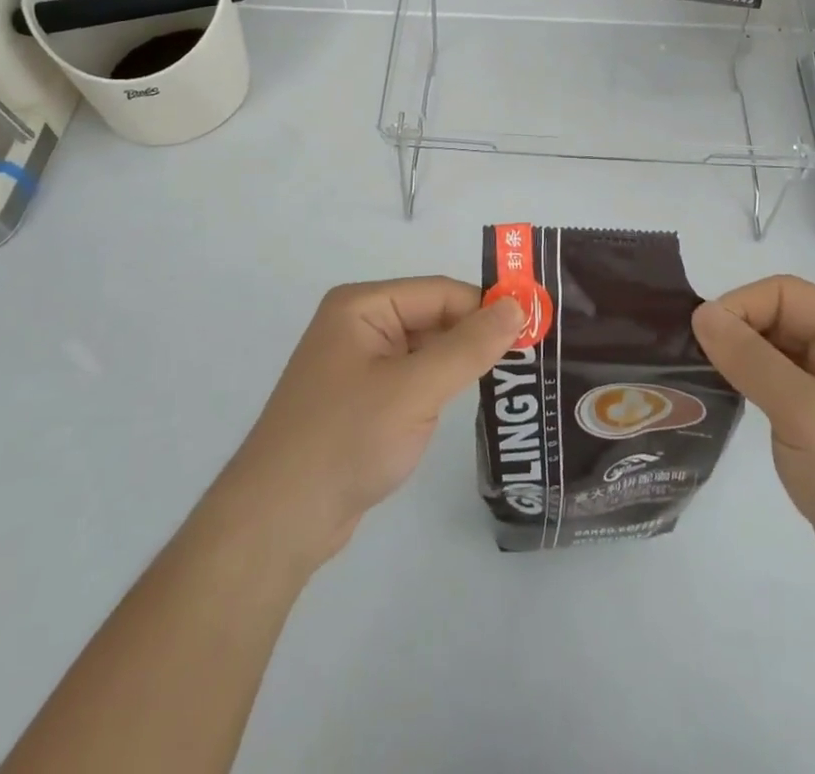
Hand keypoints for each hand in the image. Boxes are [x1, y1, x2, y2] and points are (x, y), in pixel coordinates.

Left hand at [214, 277, 523, 567]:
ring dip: (461, 363)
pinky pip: (412, 379)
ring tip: (513, 378)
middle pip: (433, 317)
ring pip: (425, 350)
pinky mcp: (362, 401)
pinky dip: (440, 386)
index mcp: (362, 306)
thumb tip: (518, 306)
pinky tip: (468, 401)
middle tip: (532, 356)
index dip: (486, 307)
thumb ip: (469, 346)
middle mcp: (358, 325)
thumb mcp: (415, 389)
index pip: (439, 292)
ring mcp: (358, 365)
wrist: (278, 521)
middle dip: (476, 336)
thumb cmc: (346, 440)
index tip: (535, 328)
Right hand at [691, 276, 814, 630]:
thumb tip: (701, 313)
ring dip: (738, 361)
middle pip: (777, 319)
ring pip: (773, 354)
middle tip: (689, 359)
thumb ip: (752, 359)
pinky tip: (722, 403)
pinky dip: (748, 389)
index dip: (740, 306)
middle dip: (735, 332)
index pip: (784, 294)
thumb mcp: (809, 415)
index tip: (699, 338)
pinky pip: (776, 389)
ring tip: (696, 379)